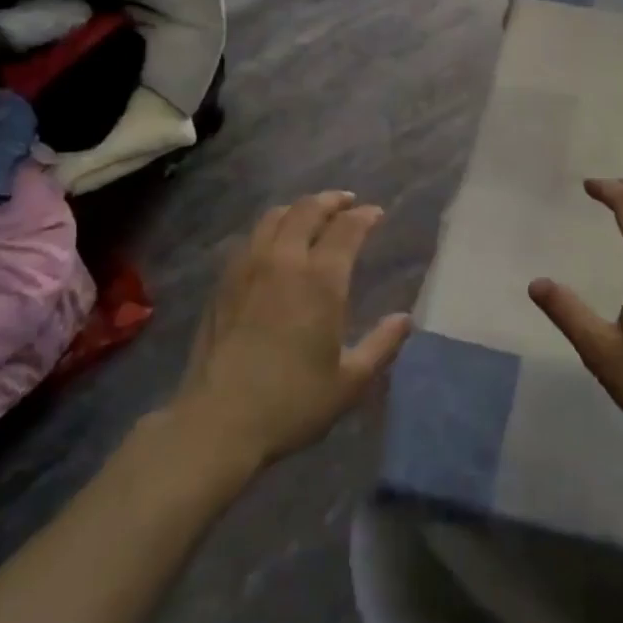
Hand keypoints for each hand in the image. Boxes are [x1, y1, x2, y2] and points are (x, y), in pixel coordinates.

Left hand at [172, 191, 410, 470]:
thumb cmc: (292, 403)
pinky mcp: (223, 283)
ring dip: (298, 209)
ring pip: (273, 217)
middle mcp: (283, 261)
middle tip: (346, 203)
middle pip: (307, 210)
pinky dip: (269, 229)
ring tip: (310, 215)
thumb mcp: (349, 381)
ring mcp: (247, 268)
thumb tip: (405, 319)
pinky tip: (273, 244)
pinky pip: (250, 238)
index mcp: (320, 280)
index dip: (364, 216)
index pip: (346, 229)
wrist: (218, 421)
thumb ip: (381, 345)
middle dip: (331, 201)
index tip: (376, 214)